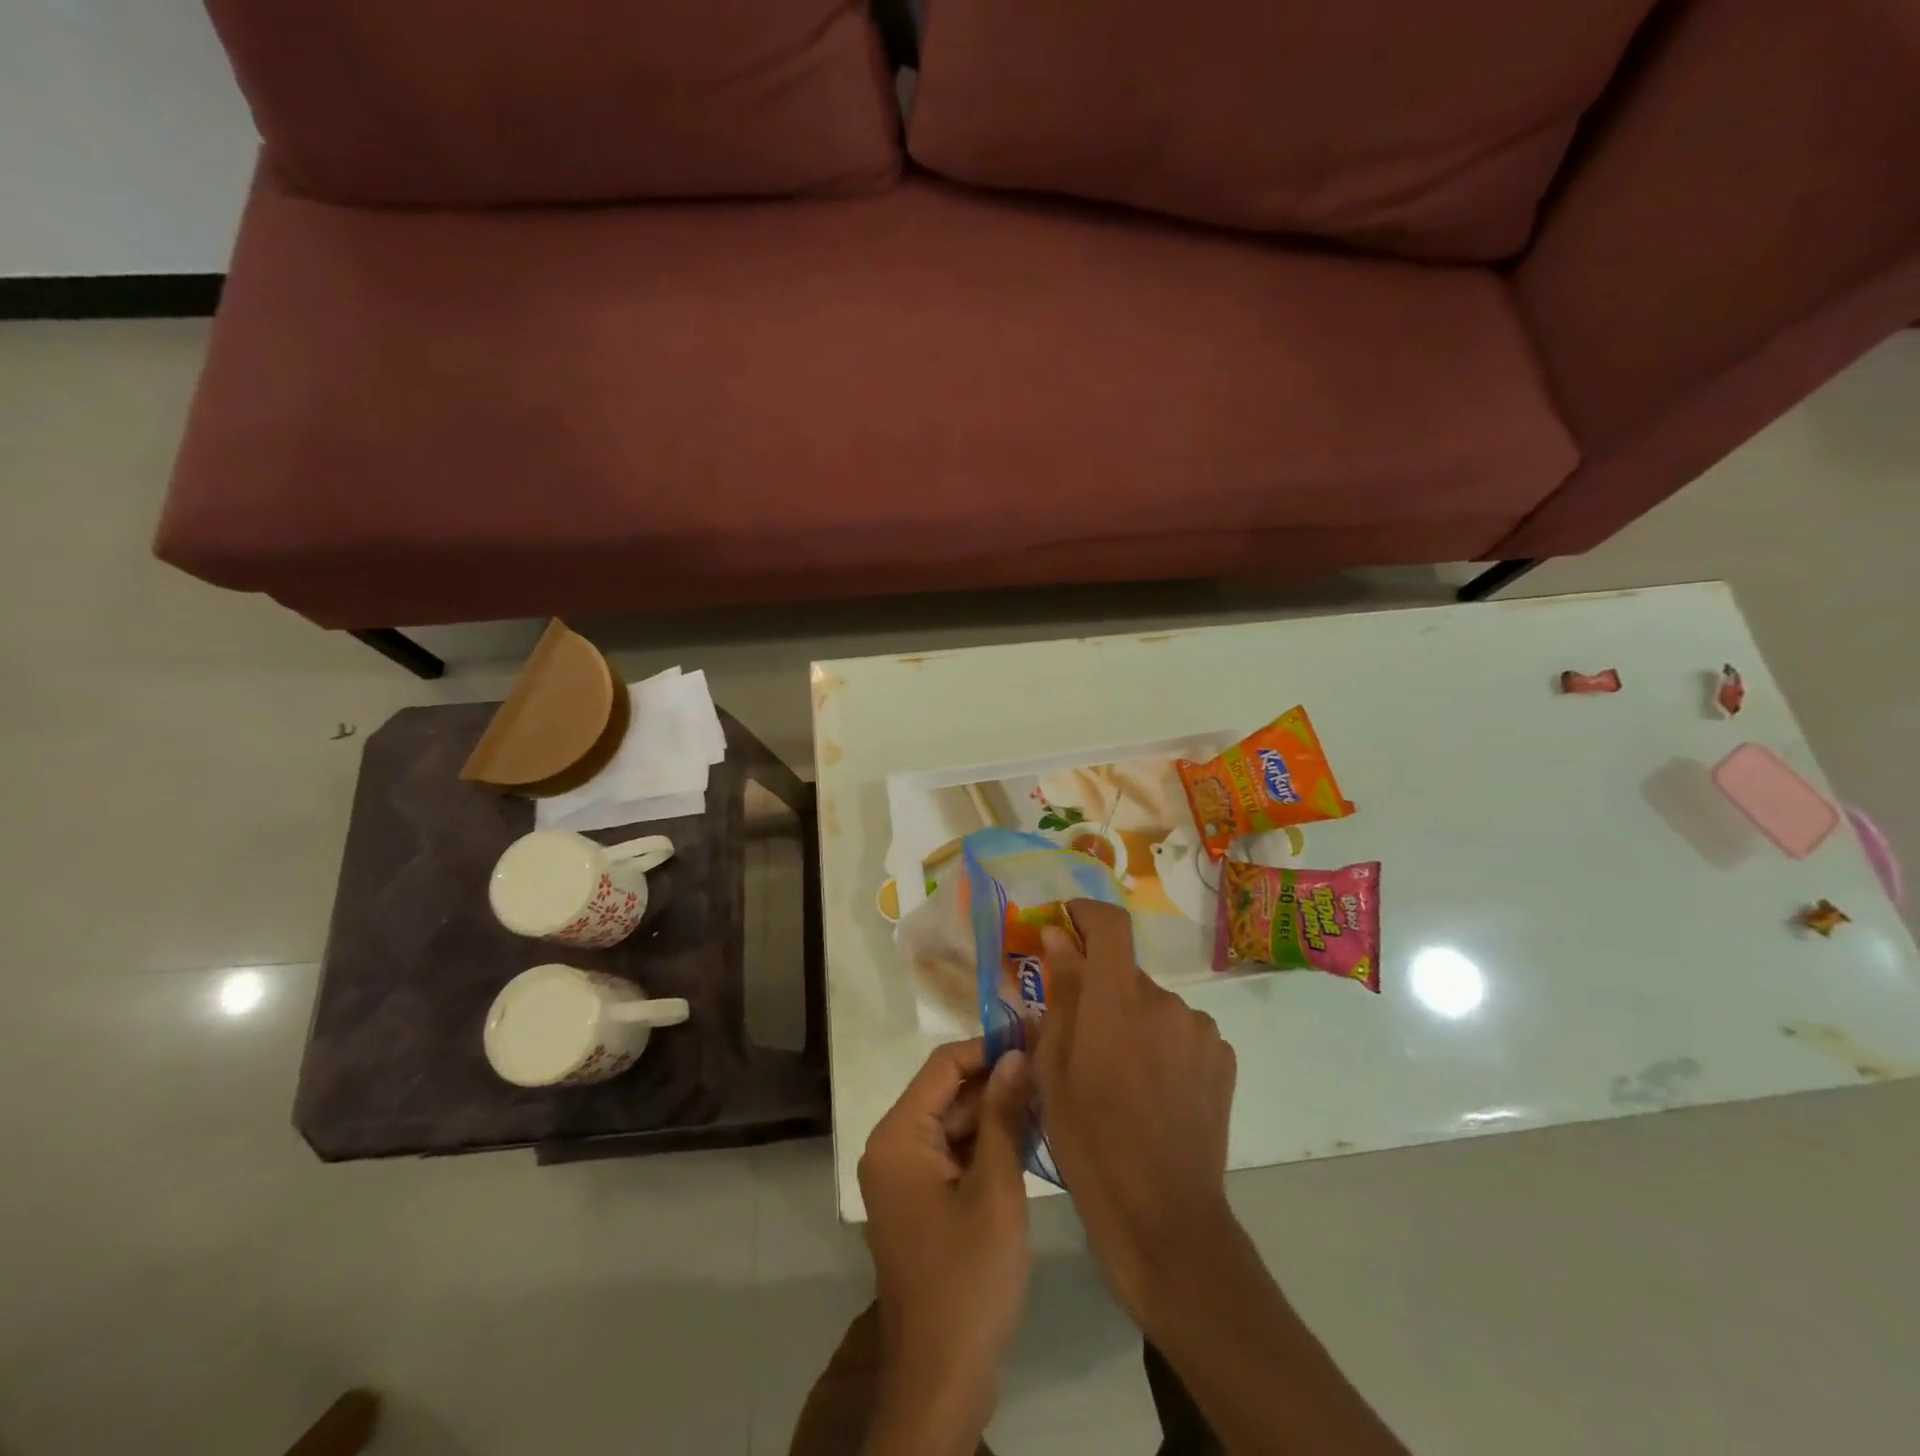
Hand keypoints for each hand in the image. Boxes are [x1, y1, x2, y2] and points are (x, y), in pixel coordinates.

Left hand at [858, 1038, 1033, 1452]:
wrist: (941, 1381)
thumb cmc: (969, 1279)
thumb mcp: (996, 1189)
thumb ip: (1003, 1115)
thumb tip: (1017, 1054)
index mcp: (898, 1136)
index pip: (944, 1065)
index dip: (989, 1045)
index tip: (1034, 1033)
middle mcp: (892, 1147)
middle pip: (946, 1091)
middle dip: (996, 1078)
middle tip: (1049, 1063)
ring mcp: (903, 1177)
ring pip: (952, 1122)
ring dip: (994, 1110)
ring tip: (1048, 1092)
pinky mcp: (919, 1201)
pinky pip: (952, 1153)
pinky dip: (985, 1143)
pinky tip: (1028, 1135)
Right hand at [1035, 900, 1237, 1320]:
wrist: (1165, 1216)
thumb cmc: (1091, 1144)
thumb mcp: (1055, 1070)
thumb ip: (1061, 994)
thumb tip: (1058, 938)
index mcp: (1117, 1002)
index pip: (1110, 925)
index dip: (1087, 912)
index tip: (1067, 921)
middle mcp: (1165, 1002)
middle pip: (1127, 972)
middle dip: (1102, 989)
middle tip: (1082, 1036)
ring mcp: (1200, 1029)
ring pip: (1154, 1004)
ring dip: (1134, 1020)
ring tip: (1121, 1074)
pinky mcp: (1222, 1056)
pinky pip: (1181, 1030)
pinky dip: (1162, 1043)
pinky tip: (1154, 1089)